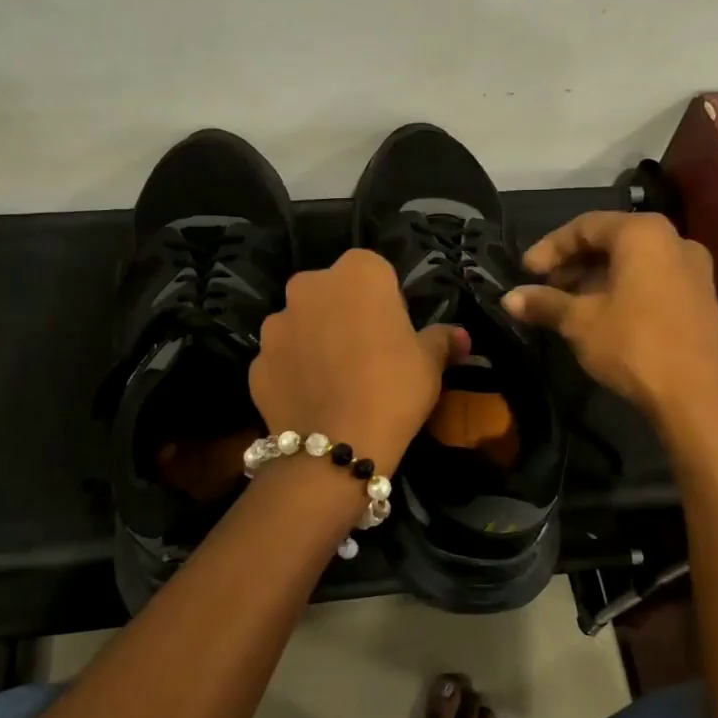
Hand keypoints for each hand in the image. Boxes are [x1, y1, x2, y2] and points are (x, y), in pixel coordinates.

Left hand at [251, 250, 466, 473]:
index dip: (387, 300)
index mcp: (357, 273)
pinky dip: (294, 372)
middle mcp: (309, 286)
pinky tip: (313, 400)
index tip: (395, 331)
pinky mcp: (256, 362)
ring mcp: (276, 324)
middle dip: (345, 313)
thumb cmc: (394, 387)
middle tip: (367, 353)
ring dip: (315, 340)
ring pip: (302, 324)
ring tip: (336, 380)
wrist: (339, 445)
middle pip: (332, 293)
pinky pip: (282, 360)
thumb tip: (461, 336)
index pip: (375, 271)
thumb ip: (442, 339)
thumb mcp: (430, 362)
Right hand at [502, 212, 717, 426]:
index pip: (586, 225)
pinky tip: (599, 317)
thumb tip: (508, 298)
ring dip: (594, 279)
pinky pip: (651, 280)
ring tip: (566, 306)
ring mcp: (693, 270)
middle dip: (573, 263)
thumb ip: (544, 303)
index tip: (525, 272)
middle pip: (611, 241)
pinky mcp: (700, 298)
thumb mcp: (580, 322)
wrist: (699, 398)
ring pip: (632, 262)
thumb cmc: (634, 344)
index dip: (550, 247)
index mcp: (643, 233)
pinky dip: (621, 290)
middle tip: (544, 288)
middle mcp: (674, 240)